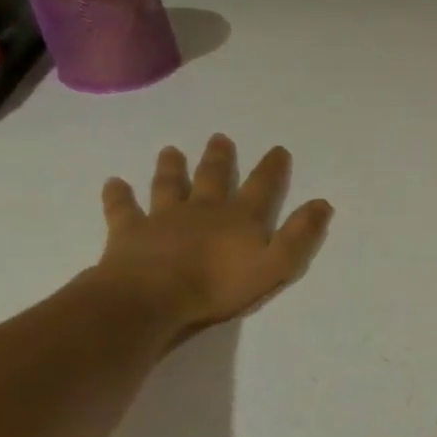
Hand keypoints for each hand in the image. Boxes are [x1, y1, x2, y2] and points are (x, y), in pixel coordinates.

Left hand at [92, 134, 332, 338]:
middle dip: (219, 158)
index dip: (272, 168)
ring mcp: (164, 218)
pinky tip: (113, 183)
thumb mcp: (276, 264)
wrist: (151, 298)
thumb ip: (300, 235)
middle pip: (213, 177)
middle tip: (219, 138)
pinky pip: (123, 209)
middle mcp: (204, 209)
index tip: (278, 149)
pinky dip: (118, 195)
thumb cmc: (219, 285)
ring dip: (171, 168)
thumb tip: (322, 203)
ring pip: (169, 186)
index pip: (262, 186)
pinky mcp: (130, 232)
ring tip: (170, 151)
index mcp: (240, 217)